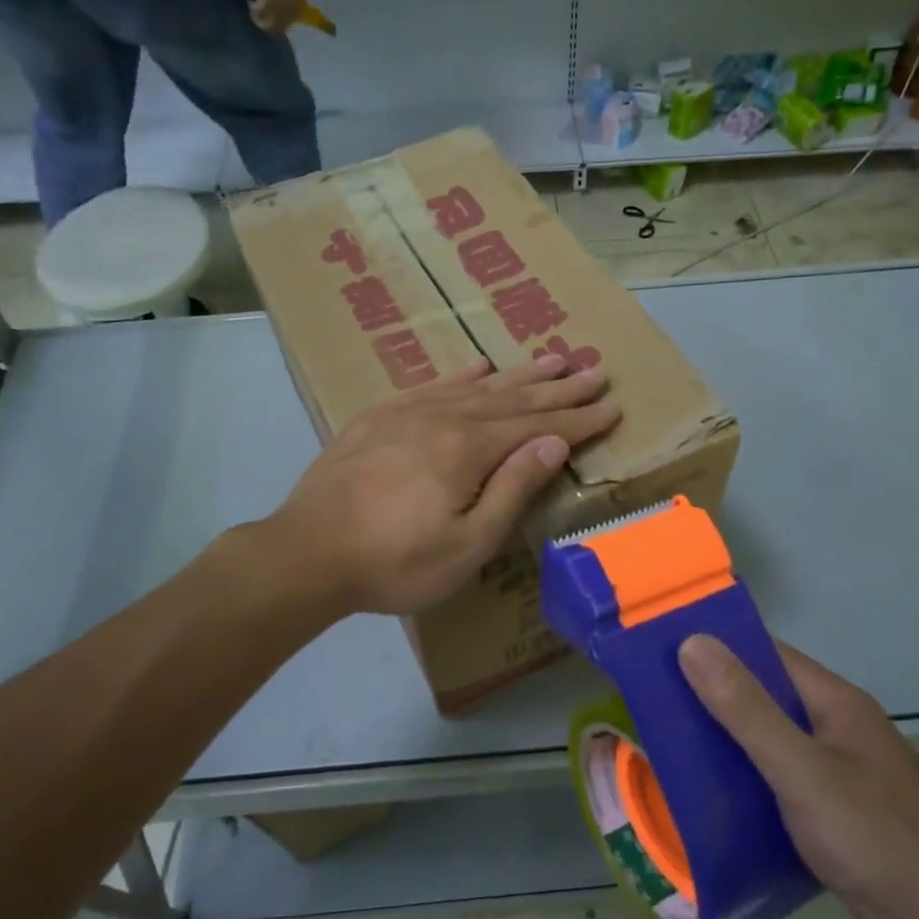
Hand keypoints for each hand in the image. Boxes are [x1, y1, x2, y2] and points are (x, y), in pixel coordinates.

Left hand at [269, 354, 619, 615]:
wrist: (307, 551)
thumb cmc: (395, 562)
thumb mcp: (467, 542)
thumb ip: (512, 488)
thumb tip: (554, 442)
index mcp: (470, 448)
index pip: (539, 426)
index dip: (579, 418)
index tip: (612, 404)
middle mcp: (445, 417)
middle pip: (514, 397)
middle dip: (558, 386)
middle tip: (594, 369)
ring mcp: (408, 412)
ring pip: (477, 386)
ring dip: (518, 374)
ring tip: (552, 357)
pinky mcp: (379, 417)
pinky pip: (432, 385)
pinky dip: (461, 374)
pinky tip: (477, 366)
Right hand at [679, 635, 918, 918]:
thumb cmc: (873, 839)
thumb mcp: (800, 769)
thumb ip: (746, 708)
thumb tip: (692, 642)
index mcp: (836, 703)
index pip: (767, 654)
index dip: (717, 647)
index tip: (661, 649)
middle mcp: (839, 729)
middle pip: (766, 698)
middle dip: (714, 698)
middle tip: (653, 701)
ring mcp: (840, 774)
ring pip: (771, 744)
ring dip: (727, 744)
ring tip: (668, 745)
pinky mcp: (836, 817)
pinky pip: (779, 783)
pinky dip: (747, 783)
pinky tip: (710, 798)